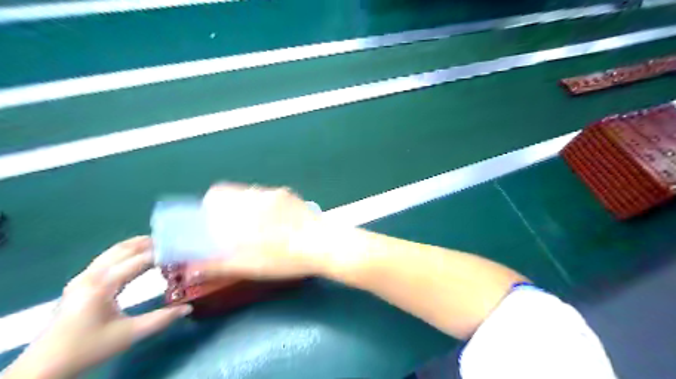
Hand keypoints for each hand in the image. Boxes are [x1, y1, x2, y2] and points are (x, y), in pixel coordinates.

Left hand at [4, 236, 190, 376]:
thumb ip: (161, 319)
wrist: (44, 367)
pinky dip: (124, 254)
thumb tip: (188, 307)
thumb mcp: (129, 334)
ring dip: (135, 246)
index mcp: (103, 285)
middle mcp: (91, 276)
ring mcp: (82, 278)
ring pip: (112, 252)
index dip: (162, 255)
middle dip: (148, 244)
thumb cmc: (89, 348)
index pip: (139, 261)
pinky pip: (105, 259)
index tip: (182, 253)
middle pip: (123, 250)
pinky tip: (134, 258)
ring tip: (157, 244)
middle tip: (173, 242)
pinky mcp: (79, 284)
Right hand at [184, 184, 322, 283]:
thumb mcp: (250, 265)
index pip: (217, 194)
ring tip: (260, 229)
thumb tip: (194, 267)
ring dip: (250, 208)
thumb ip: (219, 264)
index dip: (211, 206)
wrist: (324, 246)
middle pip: (235, 194)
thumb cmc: (286, 258)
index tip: (214, 222)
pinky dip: (266, 206)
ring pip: (253, 195)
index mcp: (245, 209)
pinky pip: (270, 196)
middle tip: (237, 231)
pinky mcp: (292, 195)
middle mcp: (260, 195)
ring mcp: (278, 193)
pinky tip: (277, 224)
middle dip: (231, 210)